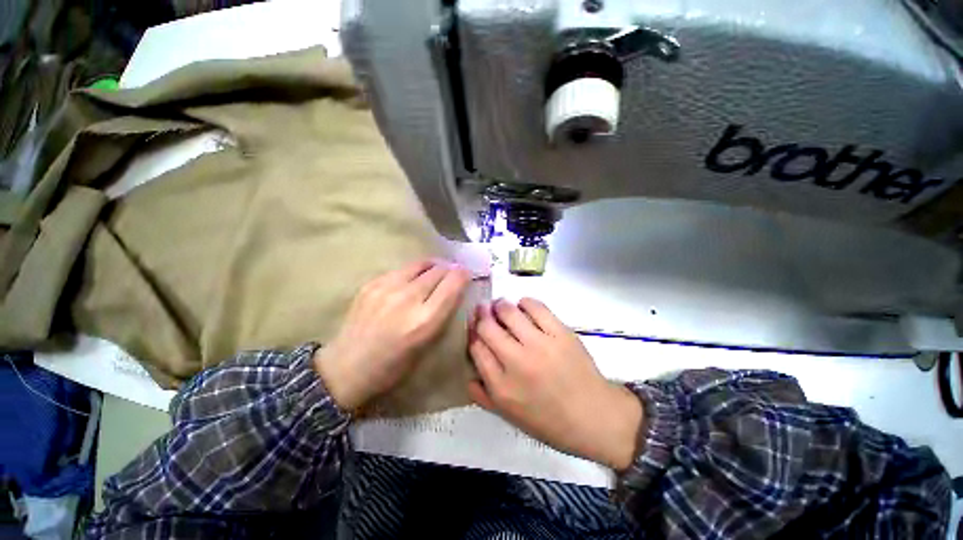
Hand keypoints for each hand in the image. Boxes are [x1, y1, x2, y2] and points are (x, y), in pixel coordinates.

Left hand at [314, 260, 469, 409]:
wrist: (346, 367)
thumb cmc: (393, 366)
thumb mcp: (427, 345)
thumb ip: (442, 314)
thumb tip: (453, 289)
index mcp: (425, 320)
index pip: (453, 284)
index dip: (463, 275)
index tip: (466, 274)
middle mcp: (408, 298)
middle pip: (439, 270)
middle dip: (450, 270)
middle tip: (452, 273)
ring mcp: (387, 288)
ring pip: (421, 264)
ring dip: (433, 267)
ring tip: (435, 271)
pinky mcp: (372, 283)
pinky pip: (401, 269)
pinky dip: (413, 271)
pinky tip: (411, 280)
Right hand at [468, 298, 643, 470]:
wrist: (595, 417)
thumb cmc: (550, 421)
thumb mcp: (511, 416)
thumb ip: (484, 397)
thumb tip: (468, 375)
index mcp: (502, 387)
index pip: (476, 348)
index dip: (472, 333)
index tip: (474, 326)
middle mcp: (516, 362)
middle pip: (487, 327)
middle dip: (481, 314)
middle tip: (483, 310)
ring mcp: (539, 345)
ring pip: (508, 312)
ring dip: (500, 305)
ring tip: (500, 306)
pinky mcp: (560, 333)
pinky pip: (535, 307)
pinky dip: (525, 302)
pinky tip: (523, 306)